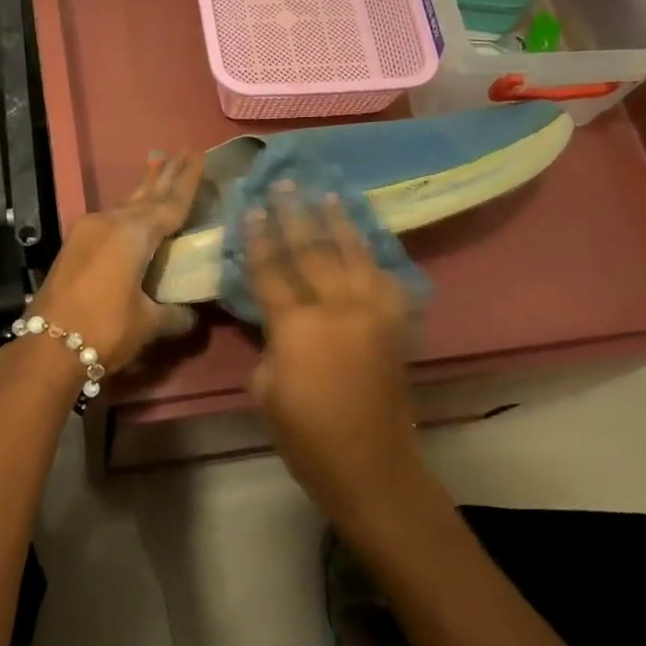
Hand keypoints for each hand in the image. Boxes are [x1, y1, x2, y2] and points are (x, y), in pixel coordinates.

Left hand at [29, 152, 203, 372]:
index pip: (170, 203)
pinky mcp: (74, 246)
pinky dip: (128, 211)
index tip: (198, 153)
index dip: (187, 181)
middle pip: (145, 195)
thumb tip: (191, 315)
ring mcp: (87, 232)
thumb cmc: (105, 330)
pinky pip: (110, 219)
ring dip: (144, 189)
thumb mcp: (148, 324)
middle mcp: (109, 223)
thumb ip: (175, 315)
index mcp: (133, 234)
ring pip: (124, 204)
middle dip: (165, 174)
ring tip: (159, 167)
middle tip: (182, 149)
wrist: (46, 347)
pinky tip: (132, 211)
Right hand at [245, 183, 419, 514]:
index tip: (249, 208)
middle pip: (312, 251)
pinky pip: (386, 277)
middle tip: (284, 182)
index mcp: (298, 326)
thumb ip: (270, 343)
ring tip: (326, 192)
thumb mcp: (265, 388)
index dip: (257, 239)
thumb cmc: (305, 434)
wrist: (370, 463)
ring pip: (353, 253)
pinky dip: (374, 254)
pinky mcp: (396, 323)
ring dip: (338, 221)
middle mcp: (338, 307)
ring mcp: (373, 311)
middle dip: (295, 214)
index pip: (271, 271)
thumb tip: (277, 319)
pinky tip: (366, 237)